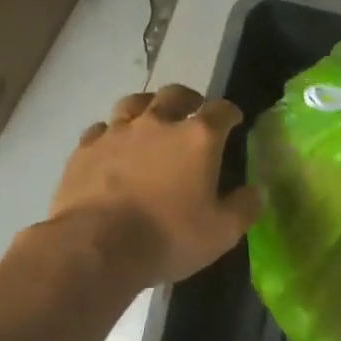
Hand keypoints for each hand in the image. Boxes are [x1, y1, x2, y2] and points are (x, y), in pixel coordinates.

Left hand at [49, 84, 260, 285]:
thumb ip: (244, 207)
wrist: (97, 246)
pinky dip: (111, 134)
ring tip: (150, 120)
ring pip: (133, 103)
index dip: (230, 112)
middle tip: (192, 111)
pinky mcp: (85, 149)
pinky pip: (100, 130)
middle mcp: (157, 124)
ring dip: (147, 107)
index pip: (221, 110)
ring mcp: (117, 133)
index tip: (233, 120)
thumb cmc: (169, 236)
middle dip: (188, 99)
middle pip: (175, 94)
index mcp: (197, 138)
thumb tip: (256, 191)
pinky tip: (112, 148)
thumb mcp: (221, 232)